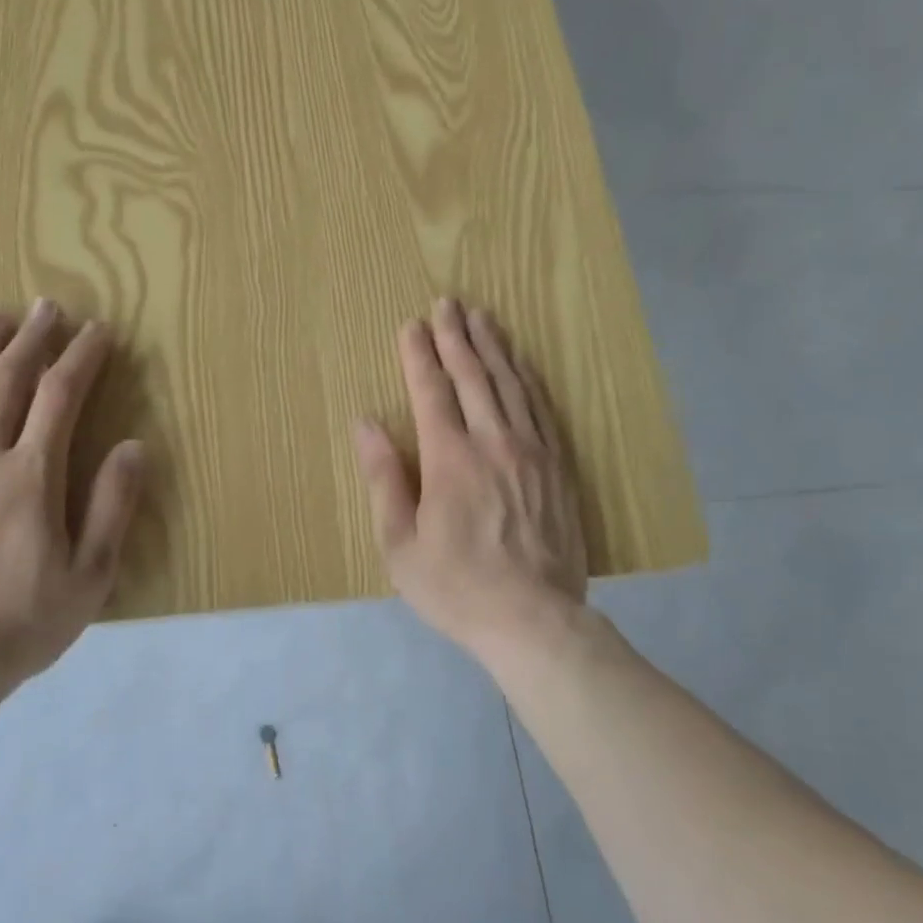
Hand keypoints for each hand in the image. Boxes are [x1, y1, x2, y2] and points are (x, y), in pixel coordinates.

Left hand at [0, 300, 143, 697]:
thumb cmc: (19, 626)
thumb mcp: (89, 576)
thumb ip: (112, 507)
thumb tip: (134, 446)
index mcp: (31, 477)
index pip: (60, 397)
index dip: (81, 357)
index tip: (96, 331)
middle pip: (6, 382)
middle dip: (31, 340)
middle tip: (46, 308)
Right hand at [353, 300, 587, 658]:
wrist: (535, 619)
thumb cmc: (456, 586)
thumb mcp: (400, 543)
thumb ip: (384, 478)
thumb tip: (365, 423)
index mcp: (449, 458)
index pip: (431, 391)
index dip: (419, 354)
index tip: (412, 324)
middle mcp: (493, 441)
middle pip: (473, 376)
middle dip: (457, 336)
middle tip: (448, 302)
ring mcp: (532, 451)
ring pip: (511, 384)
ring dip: (494, 347)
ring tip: (482, 317)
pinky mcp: (558, 466)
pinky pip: (541, 408)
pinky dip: (527, 379)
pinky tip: (521, 364)